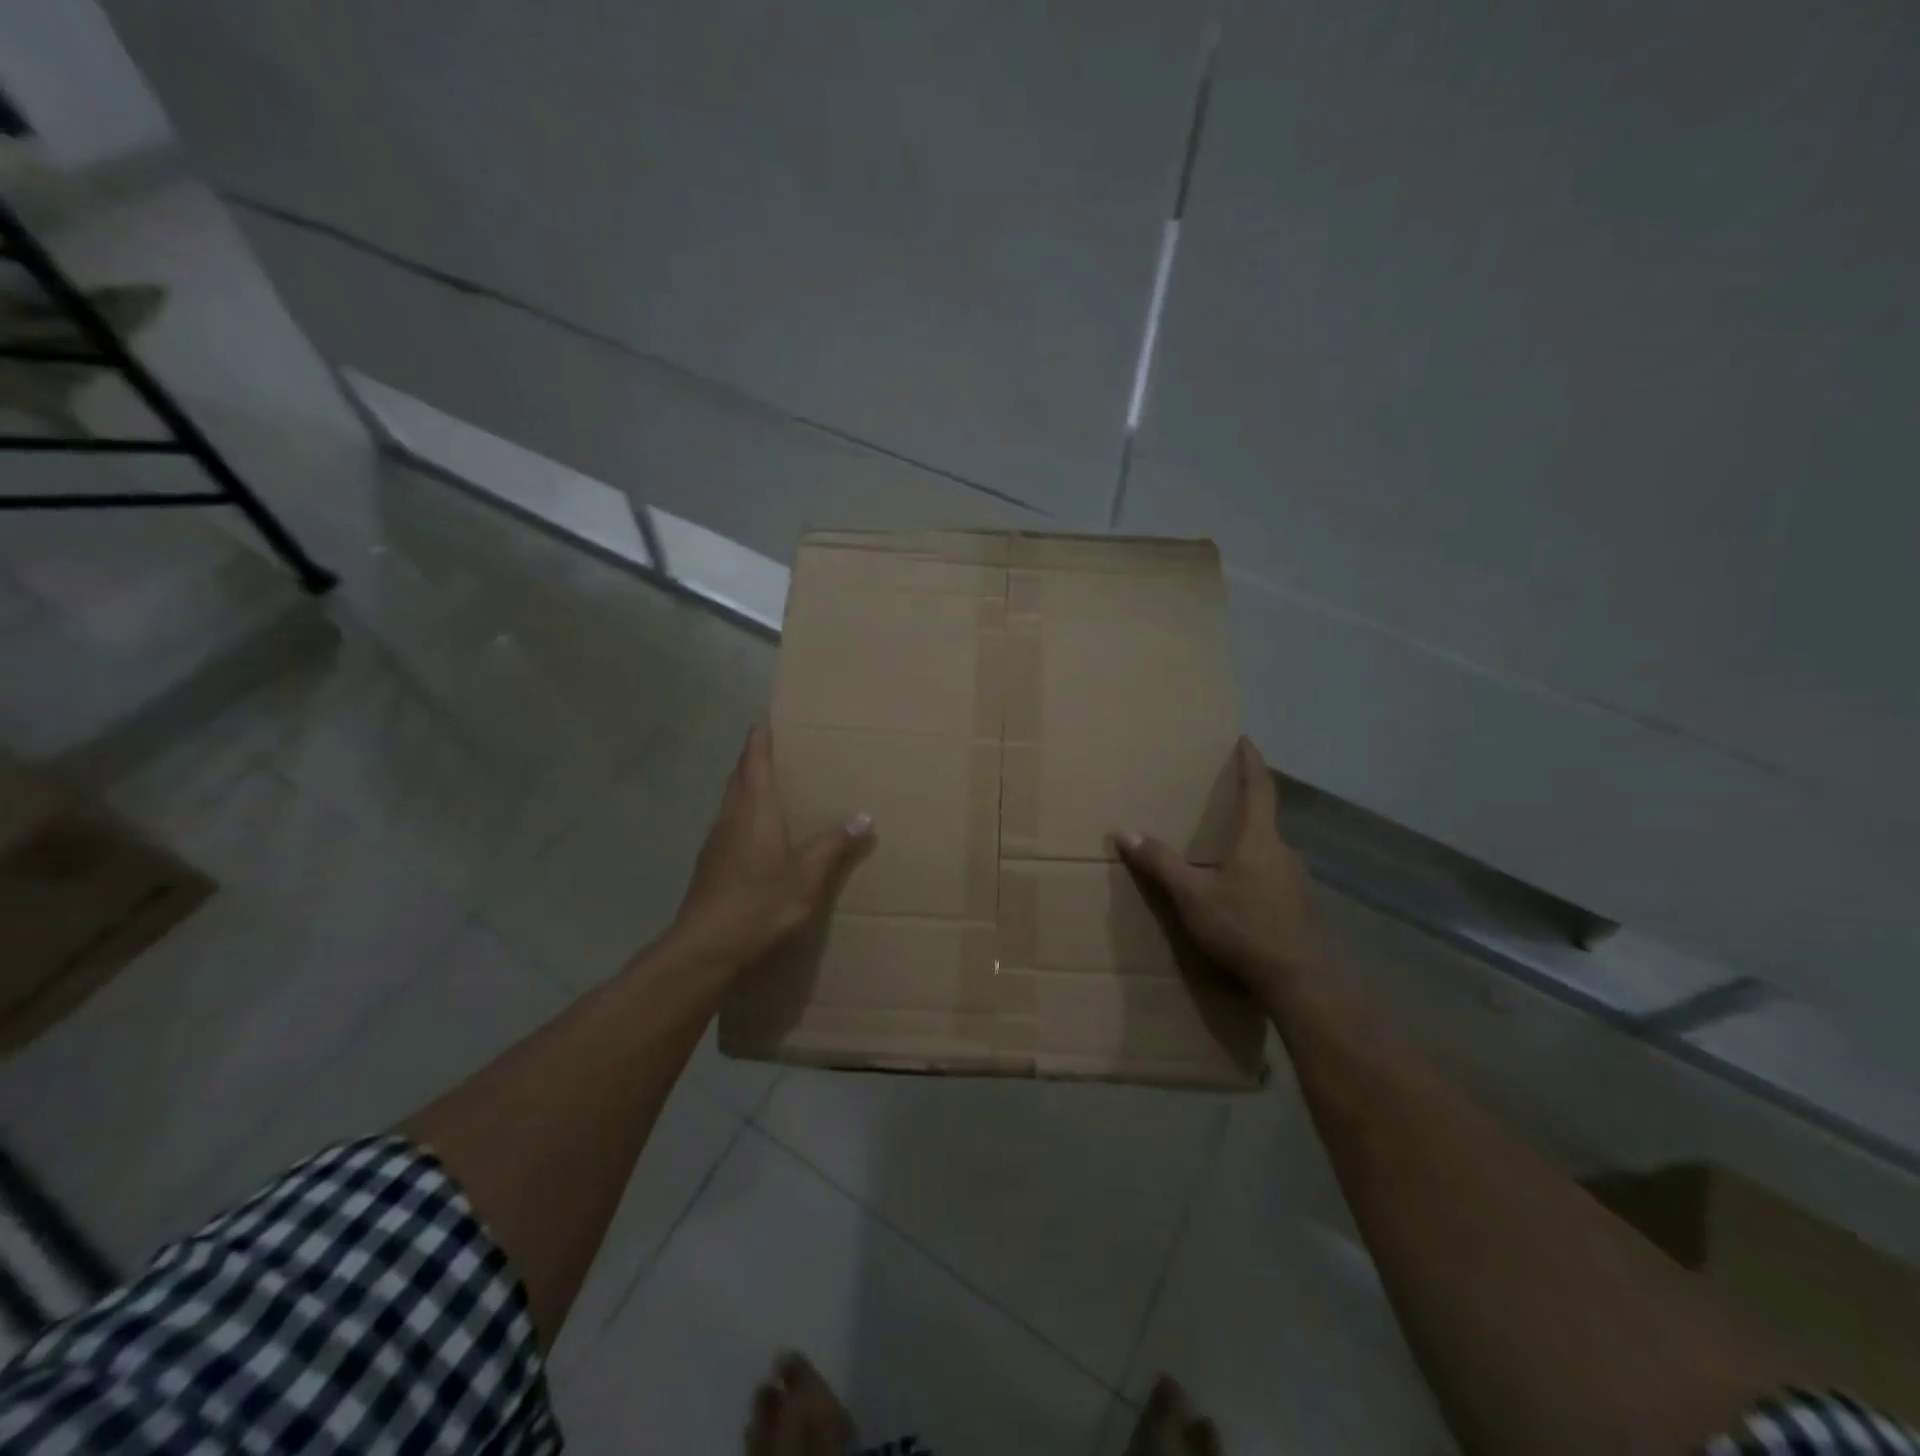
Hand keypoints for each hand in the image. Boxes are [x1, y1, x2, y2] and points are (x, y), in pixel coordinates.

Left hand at [667, 726, 871, 970]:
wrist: (705, 947)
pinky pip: (728, 825)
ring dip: (746, 788)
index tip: (764, 723)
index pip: (754, 762)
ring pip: (731, 802)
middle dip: (753, 760)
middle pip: (739, 778)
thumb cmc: (759, 903)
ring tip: (770, 787)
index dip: (759, 742)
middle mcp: (731, 817)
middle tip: (773, 750)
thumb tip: (864, 816)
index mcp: (755, 810)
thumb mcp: (807, 876)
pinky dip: (742, 815)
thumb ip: (834, 845)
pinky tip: (756, 834)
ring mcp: (715, 841)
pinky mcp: (709, 865)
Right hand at [1116, 735, 1313, 1006]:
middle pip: (1264, 820)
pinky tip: (1239, 892)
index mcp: (1258, 840)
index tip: (1246, 740)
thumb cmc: (1242, 926)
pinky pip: (1273, 876)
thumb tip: (1125, 832)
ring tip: (1223, 850)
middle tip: (1223, 800)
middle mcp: (1283, 852)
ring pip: (1268, 851)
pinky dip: (1254, 872)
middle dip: (1245, 807)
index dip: (1251, 762)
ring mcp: (1296, 881)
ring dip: (1248, 844)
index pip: (1258, 789)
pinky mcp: (1299, 906)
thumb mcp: (1191, 895)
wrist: (1297, 979)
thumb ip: (1160, 863)